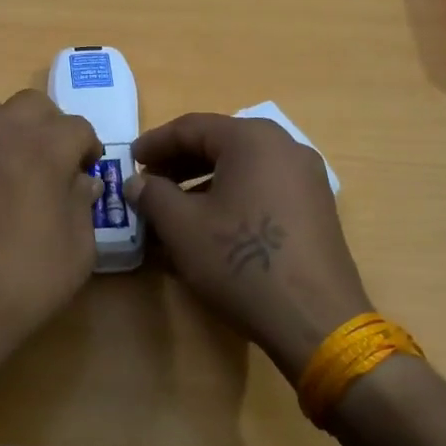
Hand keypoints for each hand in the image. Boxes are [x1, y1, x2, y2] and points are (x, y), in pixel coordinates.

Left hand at [0, 90, 102, 406]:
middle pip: (32, 104)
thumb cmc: (22, 282)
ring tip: (15, 168)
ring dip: (12, 130)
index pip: (76, 126)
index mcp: (42, 148)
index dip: (88, 148)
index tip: (87, 172)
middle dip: (51, 127)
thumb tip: (81, 182)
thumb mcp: (77, 251)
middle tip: (55, 164)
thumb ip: (83, 205)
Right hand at [125, 114, 369, 382]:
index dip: (155, 142)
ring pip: (242, 168)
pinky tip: (210, 226)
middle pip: (220, 143)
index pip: (192, 127)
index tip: (129, 159)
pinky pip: (263, 188)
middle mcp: (285, 147)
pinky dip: (231, 197)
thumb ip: (152, 195)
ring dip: (203, 182)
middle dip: (179, 162)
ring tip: (174, 208)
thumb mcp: (182, 226)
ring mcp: (307, 178)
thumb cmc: (241, 261)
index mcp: (252, 139)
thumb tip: (136, 183)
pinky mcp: (316, 209)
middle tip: (149, 182)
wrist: (315, 319)